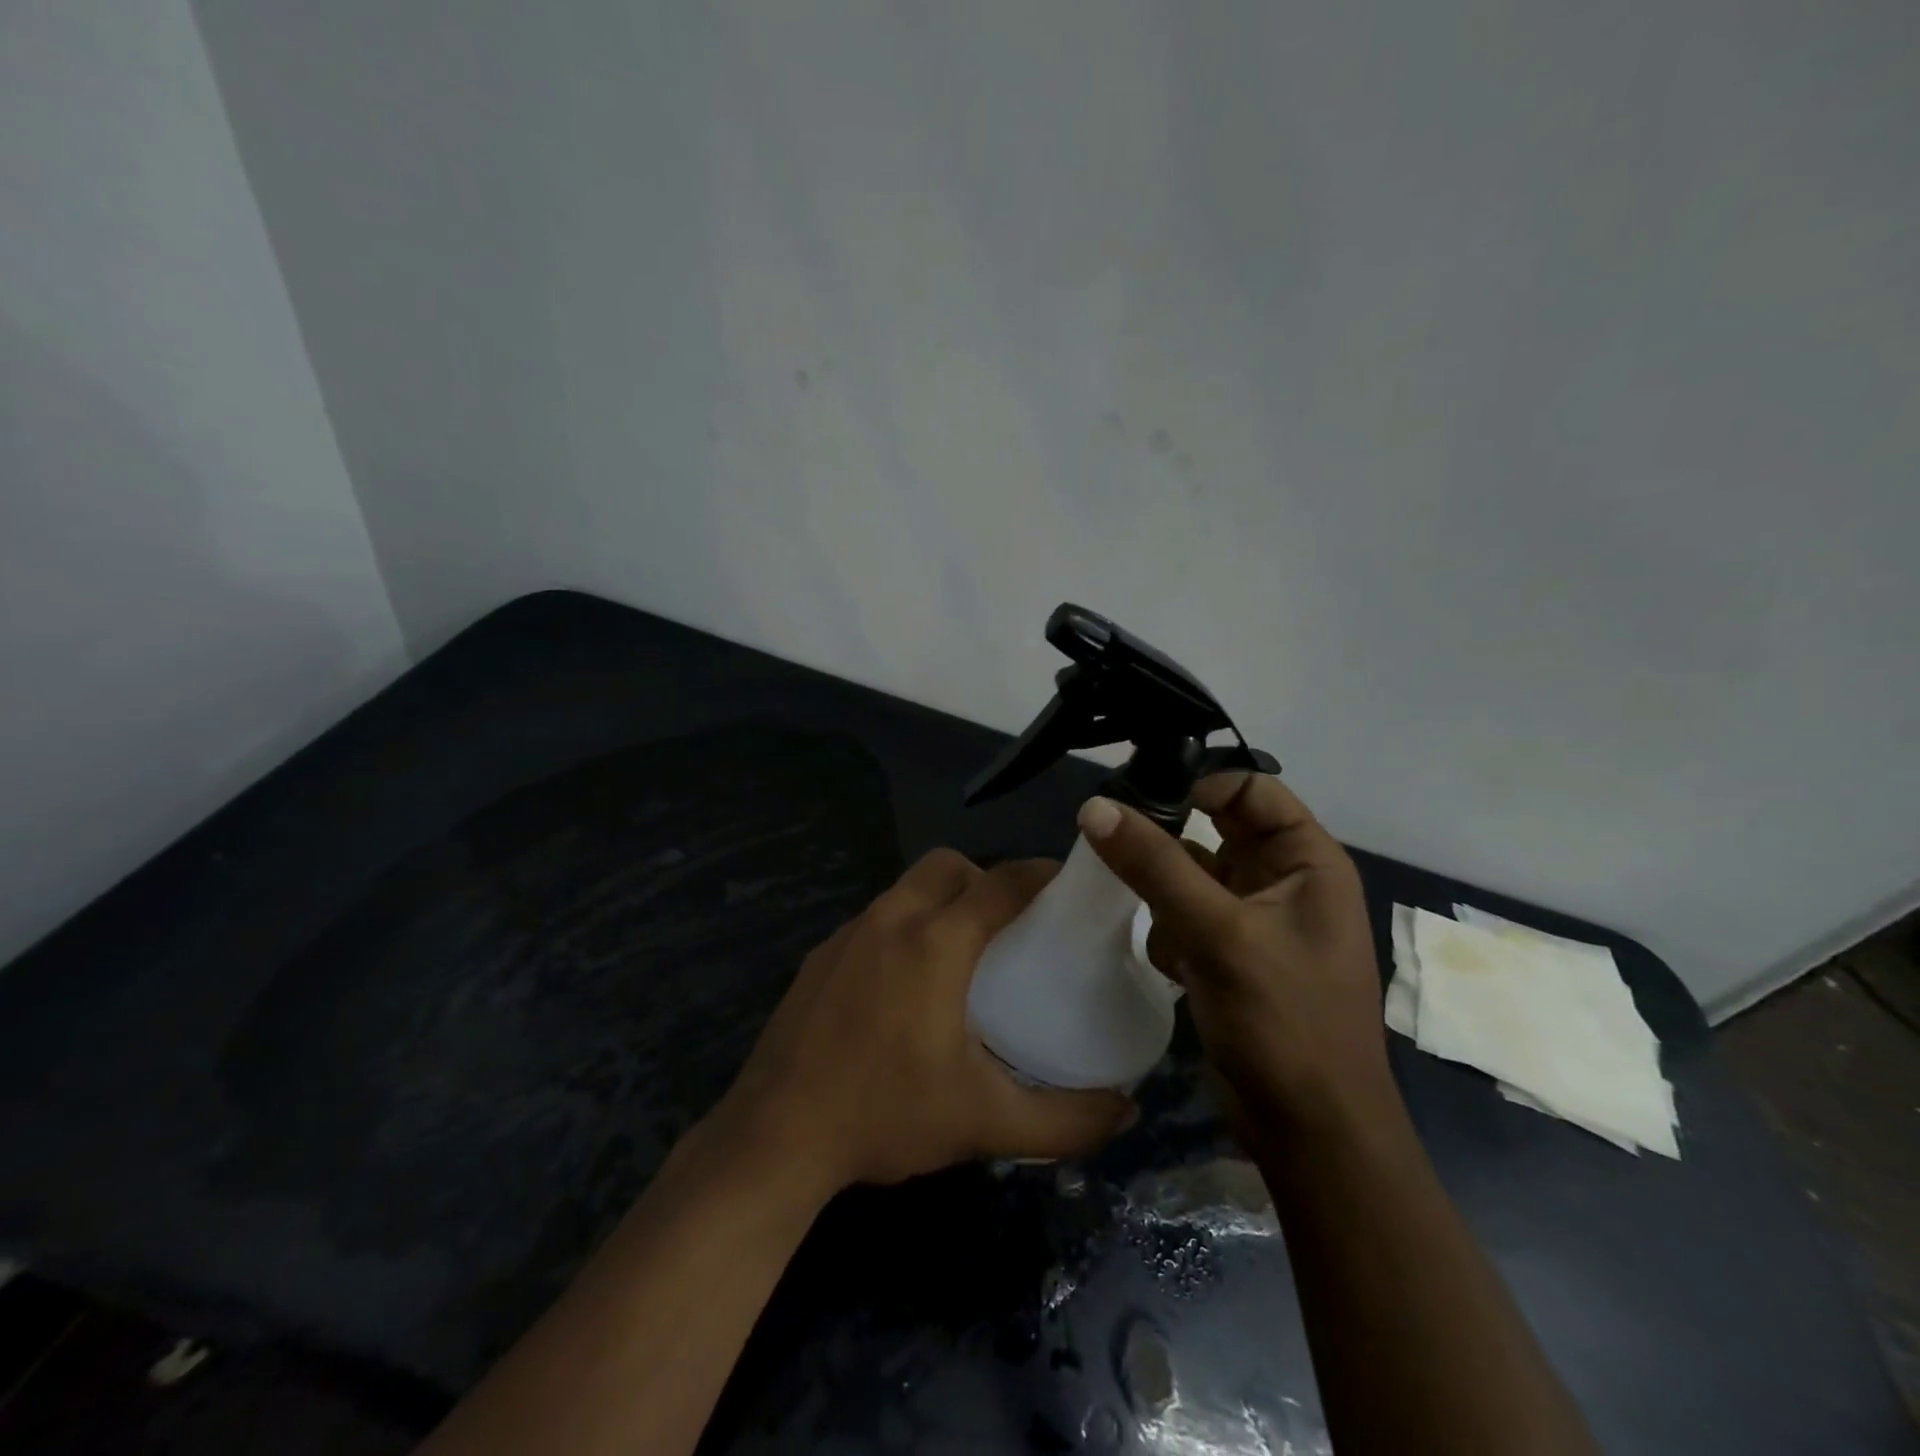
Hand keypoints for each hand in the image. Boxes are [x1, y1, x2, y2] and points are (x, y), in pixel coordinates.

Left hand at [709, 850, 1136, 1193]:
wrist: (775, 1136)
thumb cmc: (885, 1115)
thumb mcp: (986, 1123)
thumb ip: (1066, 1120)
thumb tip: (1127, 1107)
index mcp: (936, 941)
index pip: (1002, 882)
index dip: (1040, 874)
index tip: (1068, 886)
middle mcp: (892, 919)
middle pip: (948, 865)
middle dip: (984, 878)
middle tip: (1009, 926)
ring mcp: (849, 933)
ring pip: (907, 888)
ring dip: (941, 901)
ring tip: (961, 955)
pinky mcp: (821, 954)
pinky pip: (876, 918)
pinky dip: (903, 927)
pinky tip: (904, 985)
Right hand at [1077, 774, 1391, 1132]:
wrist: (1309, 1132)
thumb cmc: (1284, 1021)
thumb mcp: (1219, 934)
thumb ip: (1155, 866)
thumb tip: (1095, 806)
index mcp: (1309, 862)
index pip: (1252, 789)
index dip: (1200, 784)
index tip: (1138, 796)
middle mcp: (1286, 881)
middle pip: (1216, 832)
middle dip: (1171, 843)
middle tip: (1114, 839)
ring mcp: (1257, 920)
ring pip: (1193, 876)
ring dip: (1166, 895)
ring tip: (1156, 921)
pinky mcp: (1231, 955)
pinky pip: (1186, 917)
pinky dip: (1170, 932)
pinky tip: (1172, 966)